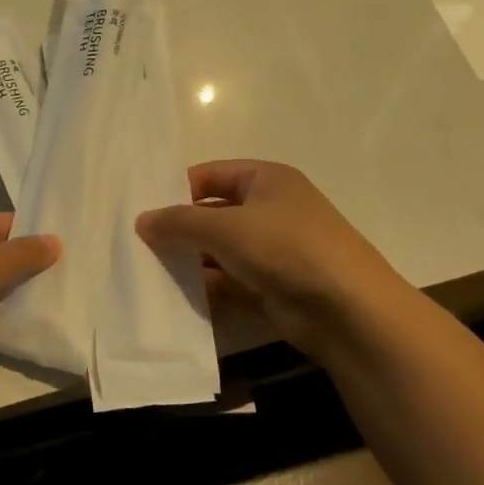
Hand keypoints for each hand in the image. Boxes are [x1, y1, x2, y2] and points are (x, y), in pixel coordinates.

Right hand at [136, 160, 407, 361]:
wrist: (347, 310)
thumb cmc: (287, 248)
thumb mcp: (226, 227)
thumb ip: (179, 222)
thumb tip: (141, 221)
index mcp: (266, 180)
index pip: (209, 175)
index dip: (175, 190)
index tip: (140, 211)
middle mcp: (269, 210)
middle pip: (211, 213)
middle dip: (178, 228)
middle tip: (136, 243)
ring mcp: (271, 250)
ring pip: (217, 250)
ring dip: (187, 259)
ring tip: (146, 270)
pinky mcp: (269, 285)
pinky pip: (226, 281)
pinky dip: (203, 286)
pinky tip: (171, 296)